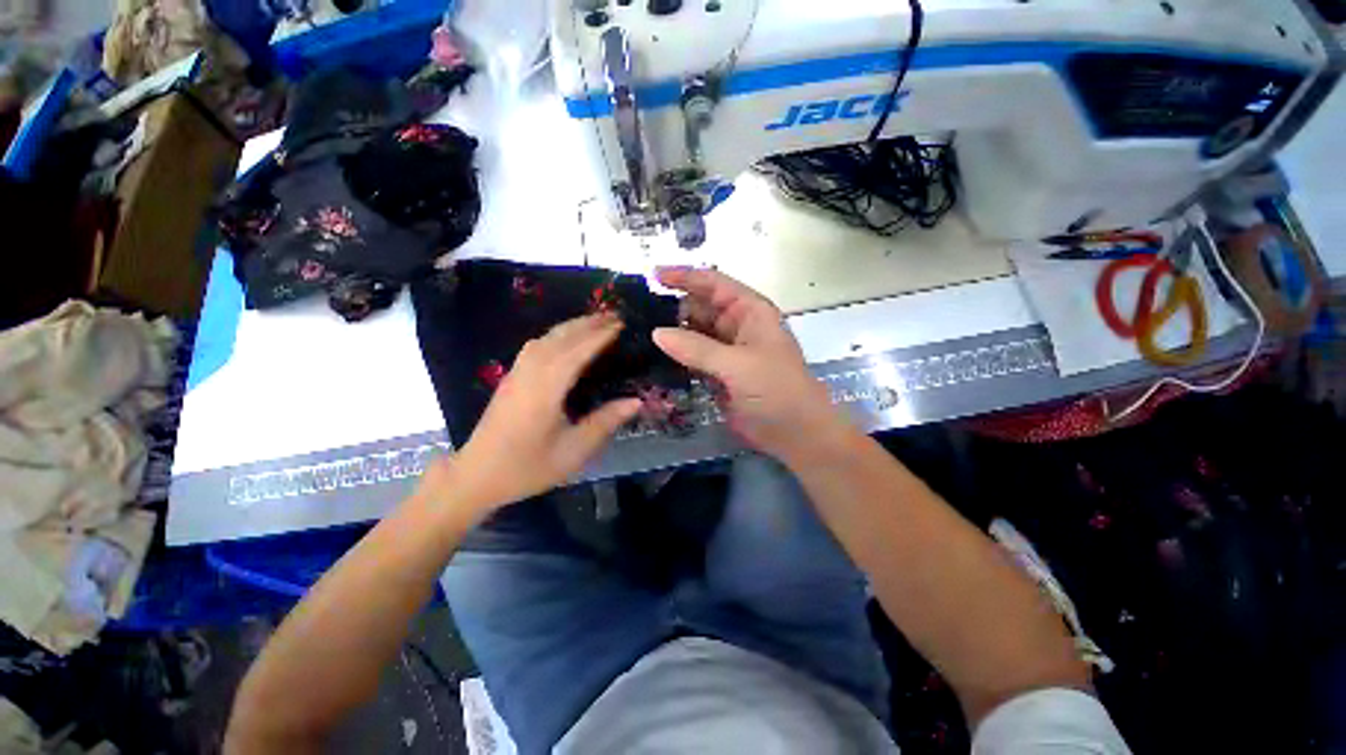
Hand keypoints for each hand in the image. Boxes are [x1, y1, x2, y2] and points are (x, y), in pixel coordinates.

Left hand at [430, 314, 640, 513]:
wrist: (477, 475)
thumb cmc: (528, 466)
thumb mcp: (573, 450)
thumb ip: (605, 422)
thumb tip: (636, 401)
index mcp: (546, 389)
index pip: (577, 352)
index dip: (600, 336)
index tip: (622, 324)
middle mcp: (530, 373)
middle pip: (561, 338)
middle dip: (588, 323)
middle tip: (615, 316)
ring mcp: (517, 373)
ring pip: (546, 338)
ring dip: (572, 326)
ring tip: (595, 322)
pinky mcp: (511, 377)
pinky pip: (536, 345)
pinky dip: (556, 335)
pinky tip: (566, 340)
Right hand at [652, 267, 852, 465]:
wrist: (795, 432)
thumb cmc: (776, 390)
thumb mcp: (738, 365)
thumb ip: (697, 348)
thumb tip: (656, 333)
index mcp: (750, 311)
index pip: (714, 284)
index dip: (685, 276)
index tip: (654, 276)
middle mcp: (737, 325)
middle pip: (700, 307)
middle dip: (673, 307)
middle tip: (637, 312)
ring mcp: (726, 350)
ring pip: (694, 333)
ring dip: (672, 333)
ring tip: (638, 332)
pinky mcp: (718, 372)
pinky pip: (693, 357)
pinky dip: (676, 356)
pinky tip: (653, 356)